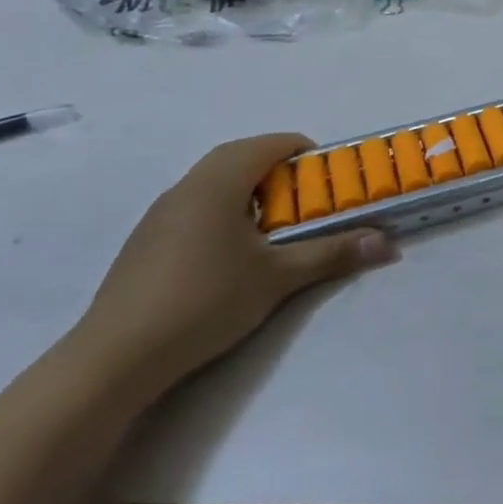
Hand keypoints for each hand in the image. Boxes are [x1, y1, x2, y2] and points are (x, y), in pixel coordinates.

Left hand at [68, 135, 396, 399]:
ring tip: (278, 223)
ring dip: (249, 188)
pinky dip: (225, 209)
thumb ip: (333, 253)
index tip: (328, 174)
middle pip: (237, 157)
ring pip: (212, 182)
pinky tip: (235, 251)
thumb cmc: (206, 301)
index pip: (266, 145)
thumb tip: (386, 243)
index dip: (302, 151)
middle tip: (308, 195)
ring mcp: (159, 216)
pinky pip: (194, 206)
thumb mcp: (280, 277)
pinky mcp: (146, 243)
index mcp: (217, 185)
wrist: (116, 358)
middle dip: (277, 167)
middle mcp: (185, 189)